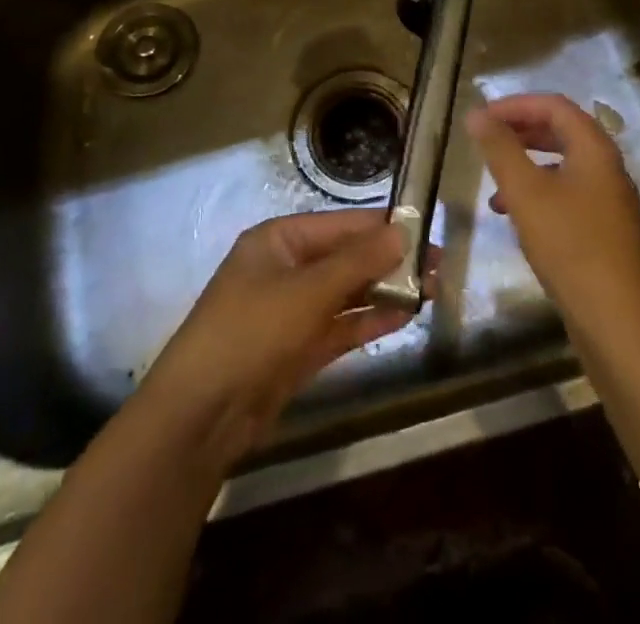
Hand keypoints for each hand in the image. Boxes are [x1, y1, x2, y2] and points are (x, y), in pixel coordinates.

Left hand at [135, 211, 412, 469]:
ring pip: (347, 292)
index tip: (425, 230)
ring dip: (385, 290)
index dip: (382, 227)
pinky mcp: (299, 348)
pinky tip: (405, 316)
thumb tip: (402, 232)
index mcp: (279, 239)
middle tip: (438, 265)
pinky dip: (370, 320)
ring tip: (432, 289)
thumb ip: (357, 262)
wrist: (201, 415)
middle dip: (389, 261)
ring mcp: (293, 310)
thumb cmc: (251, 331)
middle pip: (346, 257)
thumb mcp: (307, 291)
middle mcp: (287, 268)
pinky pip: (341, 325)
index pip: (340, 224)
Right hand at [468, 94, 639, 340]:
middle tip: (486, 139)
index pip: (554, 105)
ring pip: (563, 164)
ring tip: (493, 180)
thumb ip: (500, 148)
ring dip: (526, 163)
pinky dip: (538, 192)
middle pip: (561, 131)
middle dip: (521, 130)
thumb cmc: (569, 245)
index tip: (482, 117)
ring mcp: (609, 199)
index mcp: (595, 148)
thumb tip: (476, 114)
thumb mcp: (526, 192)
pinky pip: (567, 192)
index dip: (516, 104)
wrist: (617, 321)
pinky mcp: (604, 229)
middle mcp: (607, 167)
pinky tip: (514, 215)